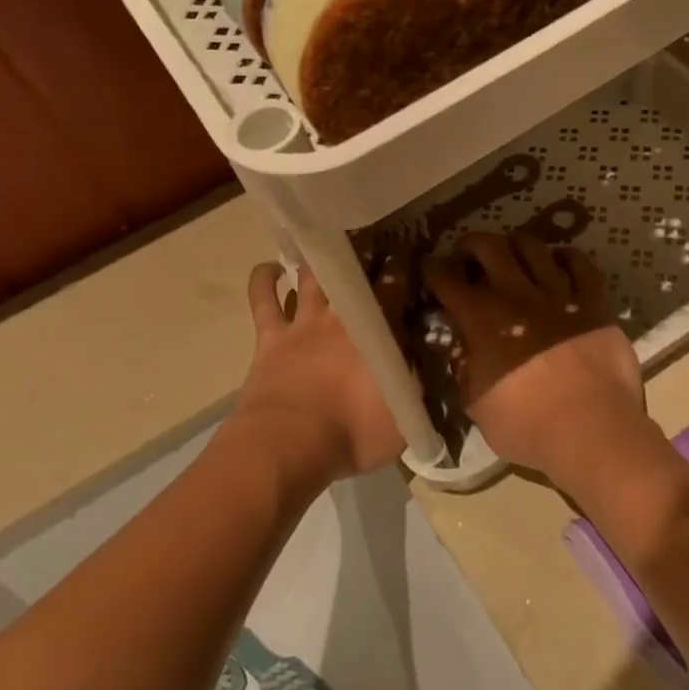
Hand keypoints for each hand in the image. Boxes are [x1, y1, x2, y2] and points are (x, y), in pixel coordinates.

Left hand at [230, 258, 409, 484]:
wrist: (291, 445)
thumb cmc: (353, 434)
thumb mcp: (403, 418)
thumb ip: (415, 387)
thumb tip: (424, 366)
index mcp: (378, 333)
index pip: (396, 288)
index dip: (403, 268)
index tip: (408, 254)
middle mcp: (342, 318)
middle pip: (355, 275)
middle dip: (365, 256)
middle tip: (371, 244)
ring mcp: (304, 324)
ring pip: (312, 279)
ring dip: (319, 262)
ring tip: (325, 245)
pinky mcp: (271, 337)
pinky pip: (264, 299)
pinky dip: (264, 280)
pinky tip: (270, 269)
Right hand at [423, 233, 645, 478]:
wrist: (590, 430)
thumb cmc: (526, 426)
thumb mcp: (475, 405)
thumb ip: (464, 370)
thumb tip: (461, 350)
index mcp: (482, 319)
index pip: (447, 280)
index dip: (433, 269)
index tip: (430, 268)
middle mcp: (517, 296)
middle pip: (490, 247)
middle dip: (472, 244)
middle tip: (468, 254)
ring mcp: (559, 295)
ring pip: (534, 248)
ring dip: (516, 243)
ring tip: (512, 252)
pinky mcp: (594, 304)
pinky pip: (581, 265)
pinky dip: (567, 257)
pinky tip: (559, 261)